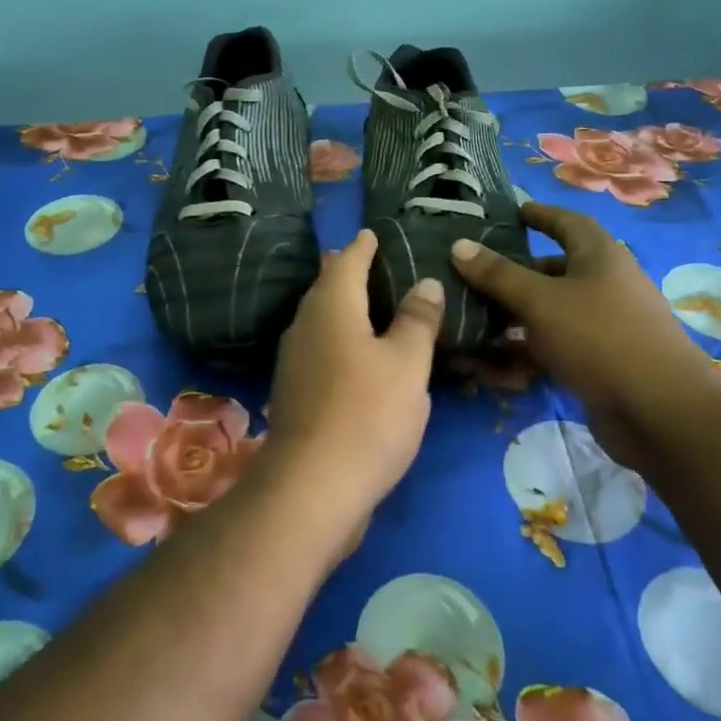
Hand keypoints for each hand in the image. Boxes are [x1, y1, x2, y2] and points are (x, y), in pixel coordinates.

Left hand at [264, 228, 442, 522]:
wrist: (312, 488)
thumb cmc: (367, 413)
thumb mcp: (407, 363)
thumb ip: (417, 320)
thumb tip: (426, 282)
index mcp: (331, 306)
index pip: (347, 261)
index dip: (363, 246)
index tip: (372, 233)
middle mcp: (305, 325)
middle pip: (327, 288)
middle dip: (348, 273)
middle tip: (374, 263)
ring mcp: (295, 361)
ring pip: (321, 320)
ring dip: (344, 307)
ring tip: (372, 305)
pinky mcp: (296, 393)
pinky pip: (321, 348)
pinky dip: (340, 339)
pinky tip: (359, 356)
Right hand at [450, 203, 716, 468]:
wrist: (660, 413)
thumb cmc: (599, 338)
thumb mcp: (540, 301)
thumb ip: (498, 274)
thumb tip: (459, 244)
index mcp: (599, 256)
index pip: (567, 222)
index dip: (539, 215)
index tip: (510, 213)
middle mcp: (603, 285)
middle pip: (551, 271)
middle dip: (511, 275)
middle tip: (470, 278)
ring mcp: (602, 327)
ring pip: (547, 315)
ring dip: (510, 322)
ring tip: (468, 326)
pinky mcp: (598, 364)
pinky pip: (552, 350)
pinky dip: (524, 356)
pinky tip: (489, 370)